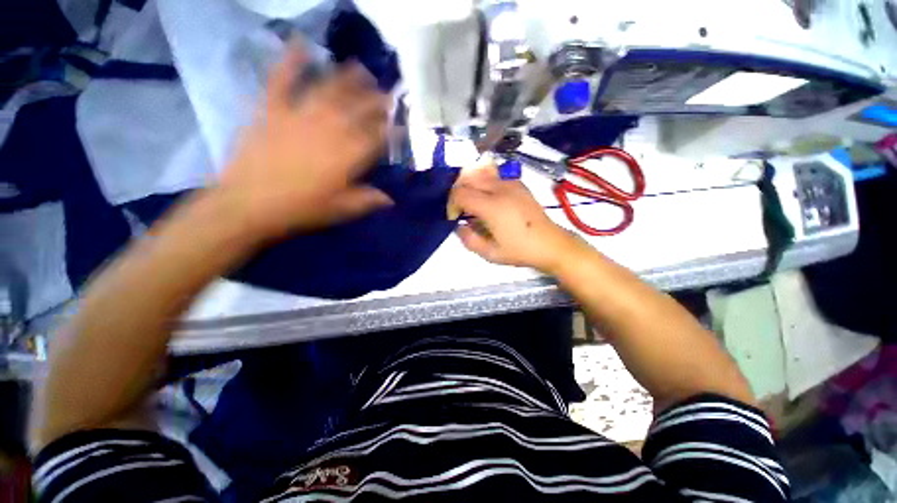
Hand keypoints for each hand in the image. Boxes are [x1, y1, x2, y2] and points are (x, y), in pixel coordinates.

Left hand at [217, 42, 392, 240]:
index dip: (392, 129)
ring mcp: (300, 115)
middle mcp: (330, 129)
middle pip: (358, 109)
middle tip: (387, 93)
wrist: (249, 204)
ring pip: (330, 90)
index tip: (402, 124)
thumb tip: (390, 199)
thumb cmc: (302, 209)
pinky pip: (282, 79)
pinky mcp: (272, 109)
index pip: (378, 137)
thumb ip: (368, 200)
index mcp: (348, 156)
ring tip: (360, 68)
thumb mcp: (341, 209)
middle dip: (376, 100)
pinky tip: (302, 44)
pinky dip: (291, 61)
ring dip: (347, 78)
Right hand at [449, 161, 578, 272]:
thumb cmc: (520, 251)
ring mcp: (511, 183)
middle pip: (467, 178)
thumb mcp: (490, 253)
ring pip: (480, 173)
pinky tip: (488, 199)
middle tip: (461, 210)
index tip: (455, 219)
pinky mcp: (518, 183)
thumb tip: (458, 226)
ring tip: (472, 202)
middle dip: (458, 193)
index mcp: (492, 207)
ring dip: (470, 185)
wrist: (551, 244)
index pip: (460, 193)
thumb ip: (468, 239)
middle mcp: (500, 189)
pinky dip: (483, 182)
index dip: (451, 205)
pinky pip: (494, 175)